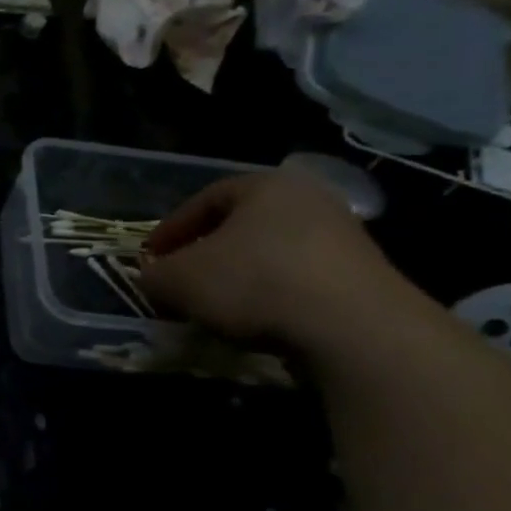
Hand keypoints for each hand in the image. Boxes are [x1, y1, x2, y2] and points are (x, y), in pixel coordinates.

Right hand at [140, 168, 414, 351]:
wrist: (351, 326)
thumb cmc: (253, 283)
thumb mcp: (179, 280)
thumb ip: (155, 275)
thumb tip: (152, 277)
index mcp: (265, 185)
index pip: (204, 199)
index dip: (170, 230)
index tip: (150, 258)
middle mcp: (309, 198)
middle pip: (240, 225)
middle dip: (205, 253)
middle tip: (180, 280)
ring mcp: (342, 236)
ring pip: (270, 252)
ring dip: (237, 276)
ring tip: (214, 307)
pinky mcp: (360, 276)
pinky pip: (297, 279)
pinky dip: (269, 295)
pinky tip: (254, 321)